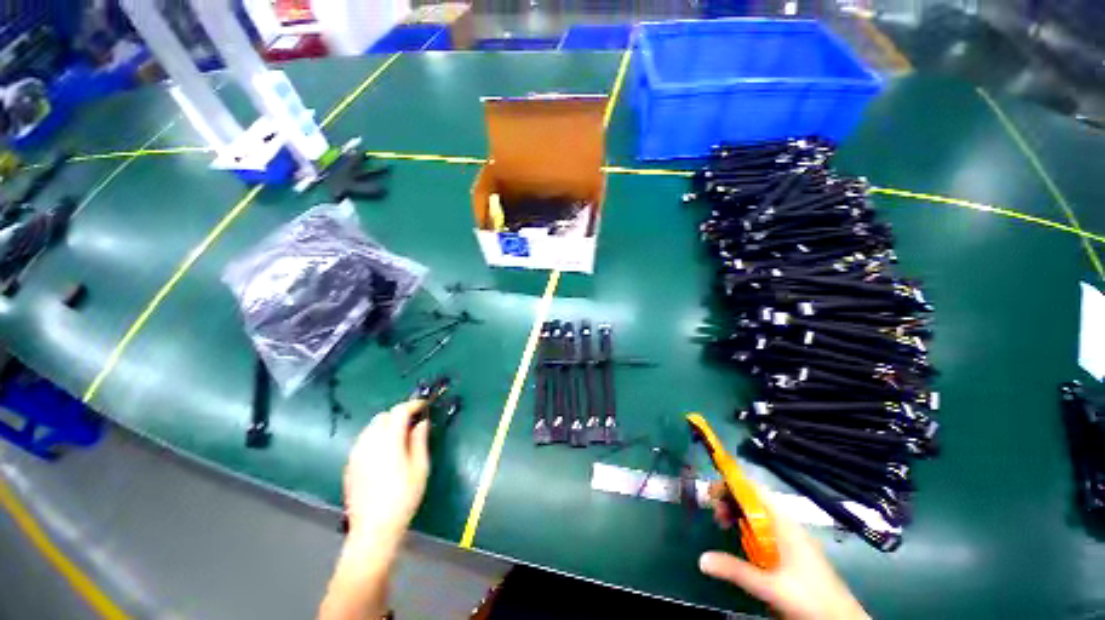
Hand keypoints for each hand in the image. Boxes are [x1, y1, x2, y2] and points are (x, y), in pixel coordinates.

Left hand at [343, 401, 429, 544]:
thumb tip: (422, 422)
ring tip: (399, 437)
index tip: (423, 406)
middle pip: (383, 416)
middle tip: (413, 423)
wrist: (373, 529)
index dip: (413, 405)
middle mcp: (369, 442)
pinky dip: (375, 438)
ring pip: (371, 428)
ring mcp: (356, 454)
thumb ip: (420, 440)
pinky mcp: (349, 465)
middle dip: (399, 414)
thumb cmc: (403, 497)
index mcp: (388, 441)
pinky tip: (384, 453)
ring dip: (386, 425)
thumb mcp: (420, 467)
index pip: (399, 411)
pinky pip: (363, 441)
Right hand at [700, 483, 868, 619]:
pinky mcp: (792, 549)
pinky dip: (748, 527)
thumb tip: (701, 558)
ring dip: (739, 514)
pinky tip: (743, 542)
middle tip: (716, 515)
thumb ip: (736, 570)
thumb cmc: (810, 598)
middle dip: (731, 500)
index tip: (710, 492)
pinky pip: (765, 528)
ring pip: (759, 514)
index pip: (753, 489)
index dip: (730, 484)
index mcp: (784, 523)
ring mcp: (791, 536)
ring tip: (724, 525)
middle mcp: (786, 523)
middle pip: (753, 499)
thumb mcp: (771, 586)